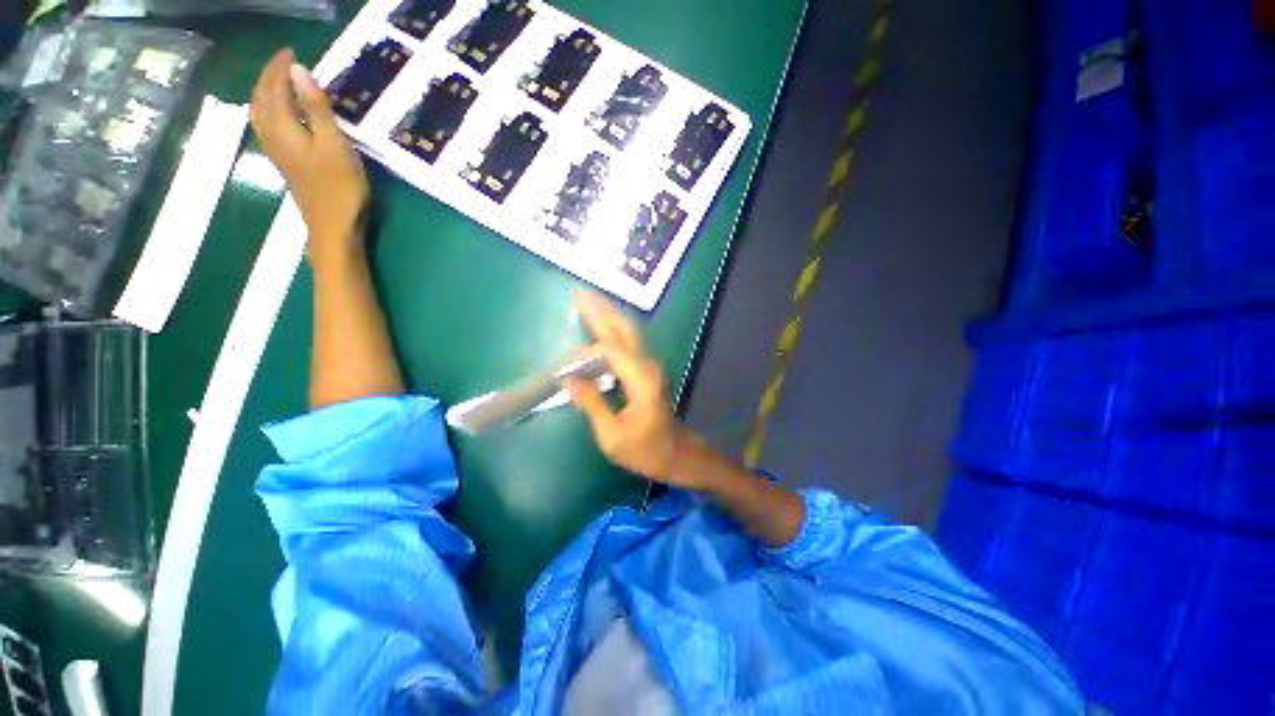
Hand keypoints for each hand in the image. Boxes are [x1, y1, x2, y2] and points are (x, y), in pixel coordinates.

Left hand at [250, 48, 368, 263]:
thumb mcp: (335, 145)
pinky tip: (280, 113)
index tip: (292, 51)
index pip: (273, 87)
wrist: (333, 227)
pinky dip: (269, 110)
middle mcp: (272, 136)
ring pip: (260, 112)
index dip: (279, 67)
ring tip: (279, 82)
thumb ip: (316, 108)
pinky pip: (267, 126)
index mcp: (283, 127)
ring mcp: (277, 152)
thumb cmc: (339, 188)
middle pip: (260, 98)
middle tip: (284, 63)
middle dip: (268, 76)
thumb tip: (299, 71)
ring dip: (265, 92)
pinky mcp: (286, 164)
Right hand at [565, 292, 699, 486]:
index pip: (611, 351)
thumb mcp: (613, 436)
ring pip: (628, 332)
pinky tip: (602, 326)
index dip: (587, 351)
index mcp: (640, 380)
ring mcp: (649, 366)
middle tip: (579, 293)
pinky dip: (613, 330)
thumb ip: (592, 405)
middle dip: (601, 309)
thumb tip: (569, 379)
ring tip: (588, 301)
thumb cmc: (646, 450)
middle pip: (623, 329)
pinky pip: (628, 343)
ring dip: (608, 315)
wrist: (677, 455)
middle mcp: (647, 365)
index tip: (568, 361)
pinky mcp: (647, 370)